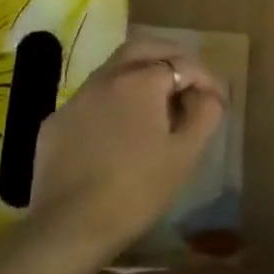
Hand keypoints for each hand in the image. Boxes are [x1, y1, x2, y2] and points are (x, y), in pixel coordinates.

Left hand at [29, 36, 226, 257]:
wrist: (71, 225)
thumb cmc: (138, 189)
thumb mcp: (185, 155)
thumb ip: (204, 115)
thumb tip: (207, 94)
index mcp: (141, 81)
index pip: (182, 65)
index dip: (205, 79)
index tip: (217, 100)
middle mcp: (106, 78)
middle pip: (142, 49)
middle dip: (169, 56)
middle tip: (187, 76)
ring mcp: (77, 98)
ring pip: (113, 70)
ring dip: (139, 73)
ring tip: (157, 99)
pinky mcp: (56, 121)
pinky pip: (92, 98)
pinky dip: (113, 100)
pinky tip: (120, 126)